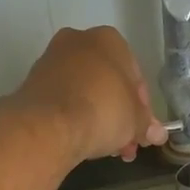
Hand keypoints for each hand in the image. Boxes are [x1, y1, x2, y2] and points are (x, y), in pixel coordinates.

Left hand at [14, 26, 167, 165]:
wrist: (49, 124)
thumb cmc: (103, 110)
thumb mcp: (136, 121)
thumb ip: (147, 126)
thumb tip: (157, 135)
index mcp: (109, 39)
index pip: (135, 75)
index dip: (142, 107)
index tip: (143, 130)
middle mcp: (78, 41)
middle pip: (108, 82)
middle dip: (119, 115)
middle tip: (127, 143)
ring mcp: (51, 60)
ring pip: (84, 92)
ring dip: (98, 118)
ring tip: (107, 149)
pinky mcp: (32, 83)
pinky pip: (63, 100)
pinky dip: (74, 117)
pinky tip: (83, 140)